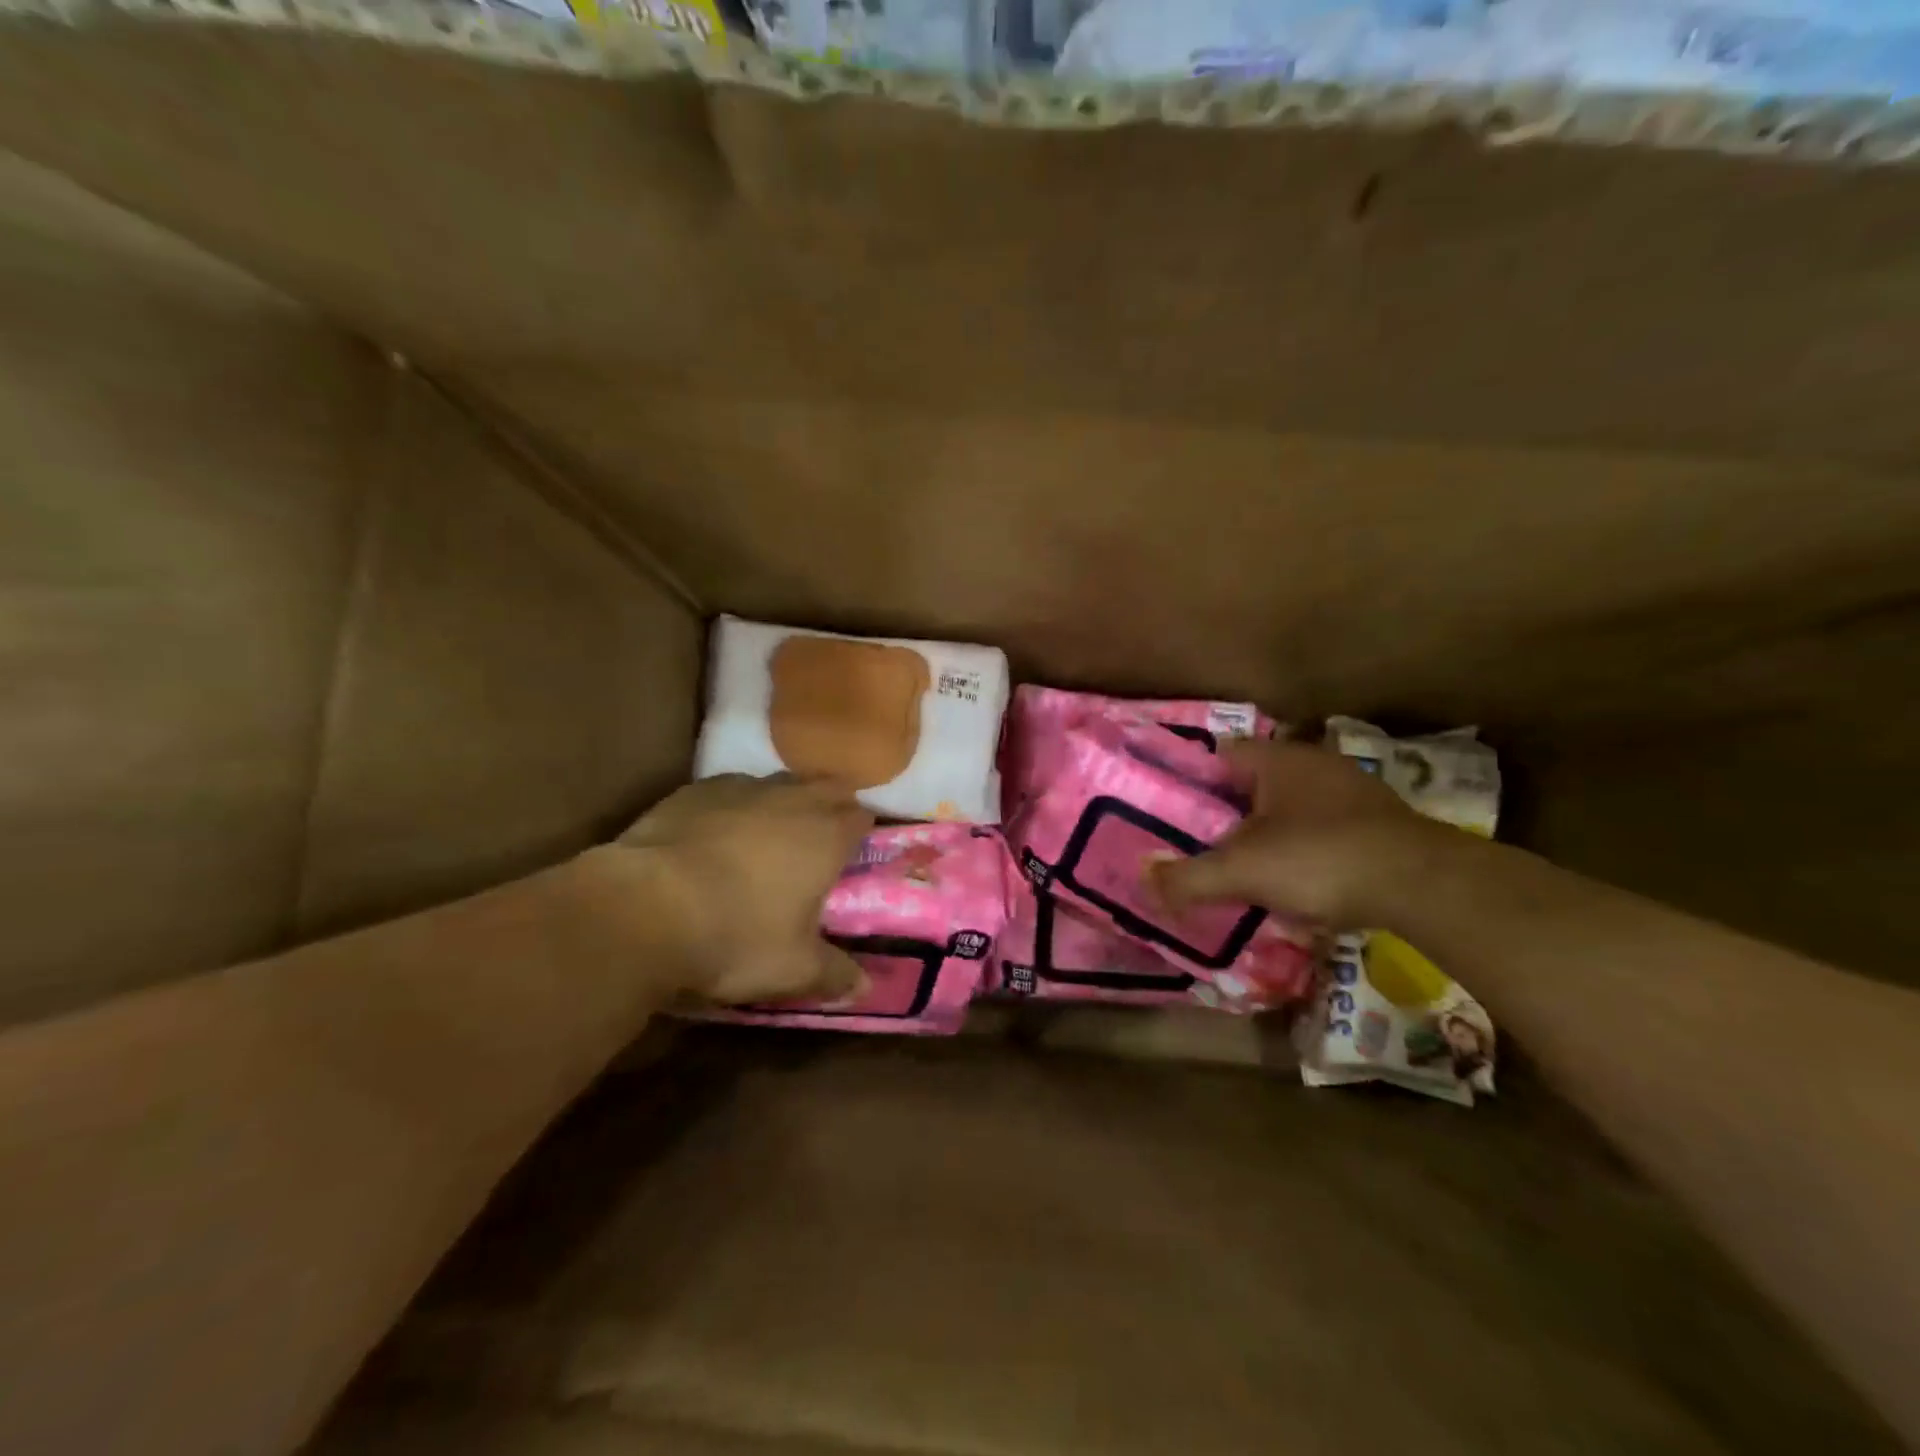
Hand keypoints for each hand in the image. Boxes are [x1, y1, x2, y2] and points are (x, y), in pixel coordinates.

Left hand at [616, 773, 873, 1004]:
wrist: (643, 909)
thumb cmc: (735, 938)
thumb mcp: (793, 970)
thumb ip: (836, 975)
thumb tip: (866, 988)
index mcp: (825, 836)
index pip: (861, 817)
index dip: (863, 830)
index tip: (857, 849)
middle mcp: (790, 800)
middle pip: (826, 787)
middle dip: (831, 805)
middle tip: (822, 836)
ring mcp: (740, 789)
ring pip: (778, 782)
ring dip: (785, 800)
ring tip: (773, 829)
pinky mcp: (694, 791)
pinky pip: (730, 788)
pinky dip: (736, 804)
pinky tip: (720, 828)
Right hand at [1153, 740, 1453, 929]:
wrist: (1423, 884)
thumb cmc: (1319, 859)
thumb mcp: (1242, 871)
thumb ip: (1187, 877)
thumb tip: (1143, 880)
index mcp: (1276, 760)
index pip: (1220, 754)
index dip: (1193, 780)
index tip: (1173, 811)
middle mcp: (1314, 763)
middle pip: (1254, 782)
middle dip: (1228, 811)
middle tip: (1201, 843)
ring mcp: (1351, 790)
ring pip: (1290, 805)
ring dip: (1268, 830)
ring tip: (1243, 865)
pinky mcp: (1377, 821)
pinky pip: (1323, 826)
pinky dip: (1304, 846)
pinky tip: (1298, 877)